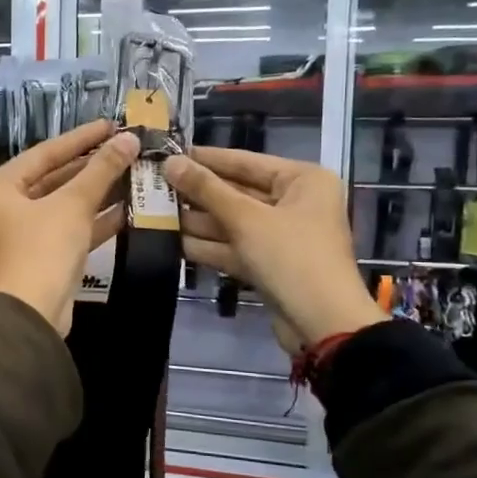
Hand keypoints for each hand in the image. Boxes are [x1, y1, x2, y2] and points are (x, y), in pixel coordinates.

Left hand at [0, 120, 138, 335]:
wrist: (32, 314)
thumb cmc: (42, 248)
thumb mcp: (73, 204)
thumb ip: (101, 170)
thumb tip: (129, 139)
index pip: (43, 154)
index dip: (80, 139)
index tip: (111, 126)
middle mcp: (0, 209)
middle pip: (51, 179)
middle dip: (90, 167)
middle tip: (124, 150)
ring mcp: (18, 236)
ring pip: (61, 206)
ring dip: (95, 194)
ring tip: (131, 174)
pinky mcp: (37, 259)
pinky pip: (65, 231)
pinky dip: (92, 221)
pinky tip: (125, 210)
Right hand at [165, 147, 383, 353]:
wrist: (323, 324)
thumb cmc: (291, 257)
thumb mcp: (246, 219)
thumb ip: (206, 189)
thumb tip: (169, 162)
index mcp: (301, 180)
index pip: (244, 161)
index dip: (205, 159)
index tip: (167, 153)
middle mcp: (294, 203)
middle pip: (237, 192)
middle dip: (197, 193)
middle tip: (153, 186)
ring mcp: (281, 236)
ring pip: (232, 222)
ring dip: (196, 221)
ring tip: (154, 213)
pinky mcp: (269, 265)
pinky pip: (234, 247)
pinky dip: (208, 246)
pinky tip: (172, 242)